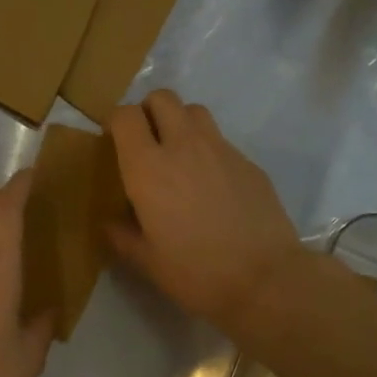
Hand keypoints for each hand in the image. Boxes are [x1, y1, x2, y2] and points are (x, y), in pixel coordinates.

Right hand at [106, 89, 305, 328]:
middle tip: (147, 141)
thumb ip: (122, 236)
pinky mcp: (249, 163)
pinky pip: (221, 141)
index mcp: (148, 168)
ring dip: (181, 122)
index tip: (114, 142)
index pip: (125, 115)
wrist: (265, 279)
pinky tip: (213, 187)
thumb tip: (111, 223)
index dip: (116, 122)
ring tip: (179, 156)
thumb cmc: (196, 272)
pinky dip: (209, 151)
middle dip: (149, 110)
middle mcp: (183, 146)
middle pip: (162, 98)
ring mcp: (221, 150)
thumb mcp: (147, 261)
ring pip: (195, 111)